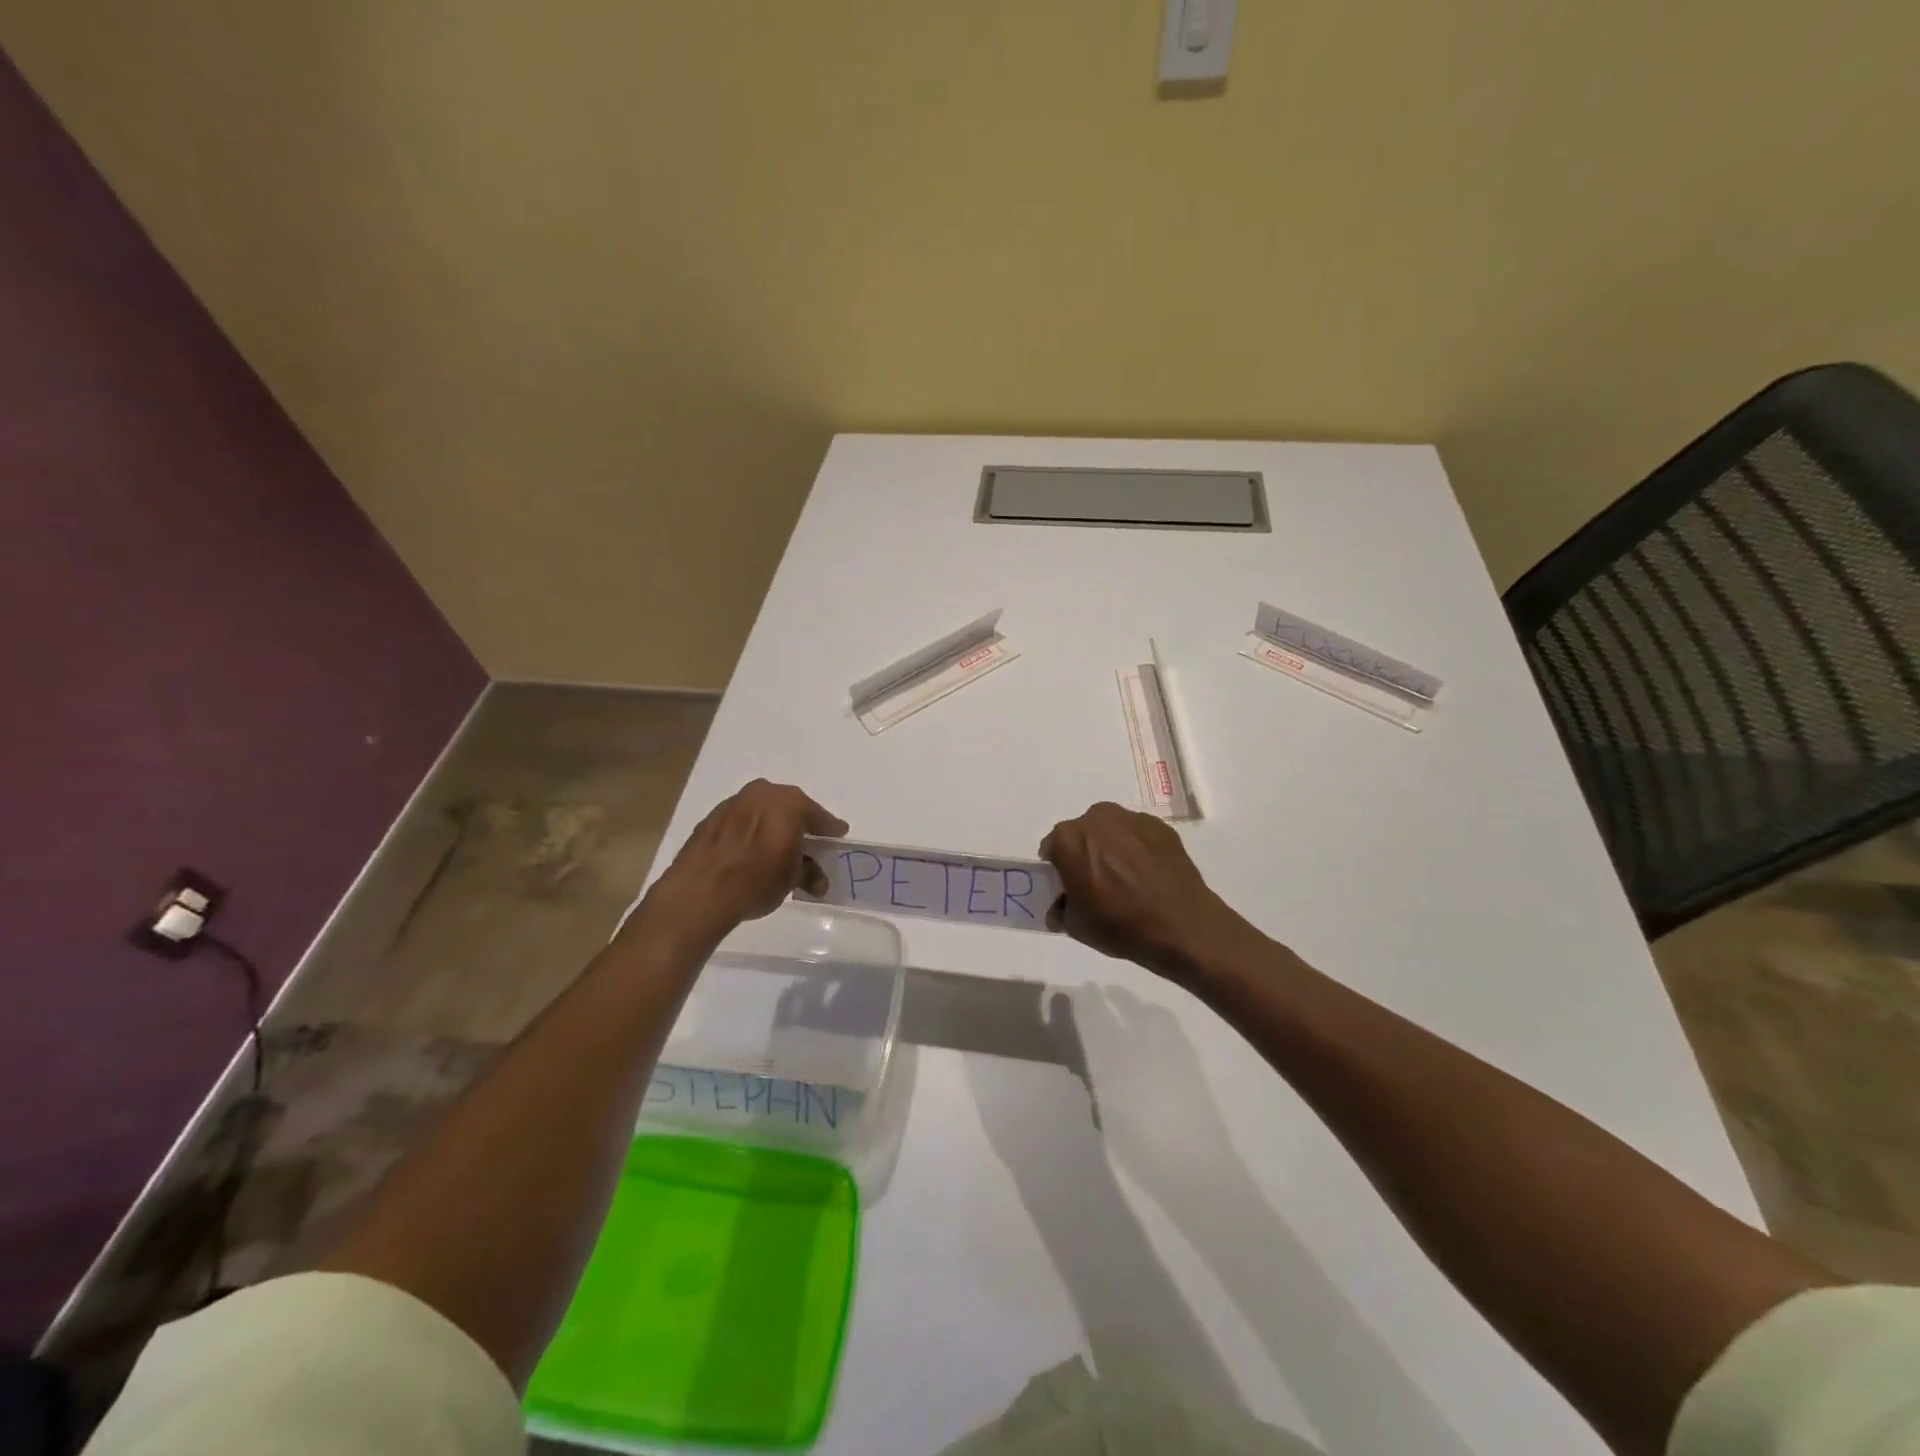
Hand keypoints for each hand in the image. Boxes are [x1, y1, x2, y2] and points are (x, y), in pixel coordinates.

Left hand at [650, 779, 846, 933]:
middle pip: (788, 807)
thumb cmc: (757, 879)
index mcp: (789, 803)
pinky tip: (749, 852)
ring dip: (771, 825)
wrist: (700, 891)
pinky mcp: (710, 819)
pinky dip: (749, 832)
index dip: (829, 828)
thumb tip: (817, 880)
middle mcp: (762, 794)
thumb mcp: (792, 879)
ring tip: (776, 848)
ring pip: (762, 811)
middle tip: (807, 841)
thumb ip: (809, 873)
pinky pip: (740, 821)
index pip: (818, 815)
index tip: (838, 835)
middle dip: (798, 823)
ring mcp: (733, 803)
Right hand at [1039, 803, 1255, 981]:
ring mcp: (1131, 819)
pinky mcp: (1159, 826)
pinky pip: (1137, 834)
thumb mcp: (1077, 926)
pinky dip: (1137, 848)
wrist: (1182, 927)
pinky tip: (1148, 874)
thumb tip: (1061, 907)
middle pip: (1081, 833)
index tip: (1069, 886)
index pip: (1052, 848)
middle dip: (1084, 852)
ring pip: (1110, 829)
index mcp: (1069, 840)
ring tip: (1126, 877)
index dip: (1058, 868)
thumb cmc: (1121, 926)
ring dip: (1111, 846)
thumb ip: (1061, 909)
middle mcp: (1096, 819)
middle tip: (1097, 882)